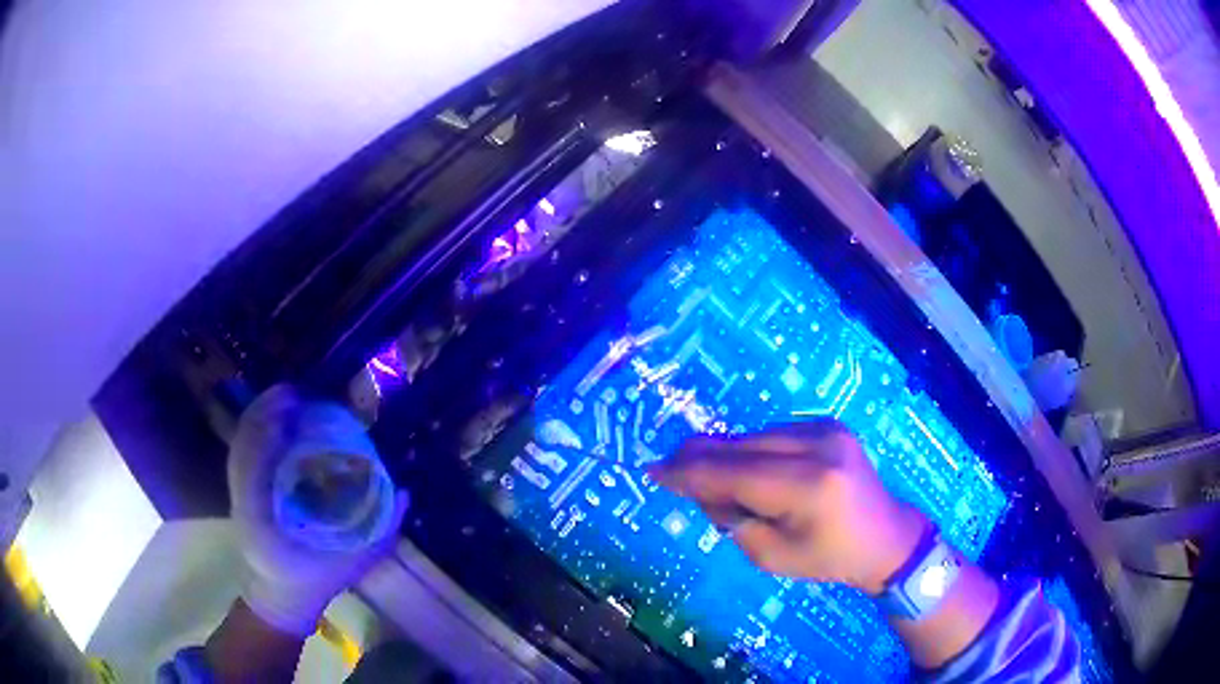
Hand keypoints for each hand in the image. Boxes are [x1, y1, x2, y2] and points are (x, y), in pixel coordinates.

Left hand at [228, 385, 407, 636]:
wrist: (280, 598)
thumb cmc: (314, 583)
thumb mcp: (352, 563)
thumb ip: (378, 532)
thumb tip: (405, 492)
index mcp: (264, 517)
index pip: (257, 459)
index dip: (269, 425)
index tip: (294, 401)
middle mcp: (244, 499)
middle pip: (244, 442)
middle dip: (264, 410)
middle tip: (296, 392)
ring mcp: (238, 494)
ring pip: (240, 444)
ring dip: (258, 415)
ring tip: (286, 397)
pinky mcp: (239, 493)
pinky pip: (242, 454)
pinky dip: (254, 431)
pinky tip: (274, 420)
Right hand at [651, 419, 925, 593]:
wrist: (886, 536)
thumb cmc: (829, 559)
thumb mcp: (771, 556)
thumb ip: (731, 519)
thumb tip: (700, 487)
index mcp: (808, 486)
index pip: (731, 474)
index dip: (687, 473)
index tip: (653, 471)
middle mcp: (817, 445)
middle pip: (738, 446)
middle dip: (698, 458)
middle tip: (668, 470)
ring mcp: (825, 428)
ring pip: (751, 435)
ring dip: (724, 455)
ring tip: (712, 482)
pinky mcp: (827, 423)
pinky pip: (771, 433)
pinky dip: (749, 450)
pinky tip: (746, 471)